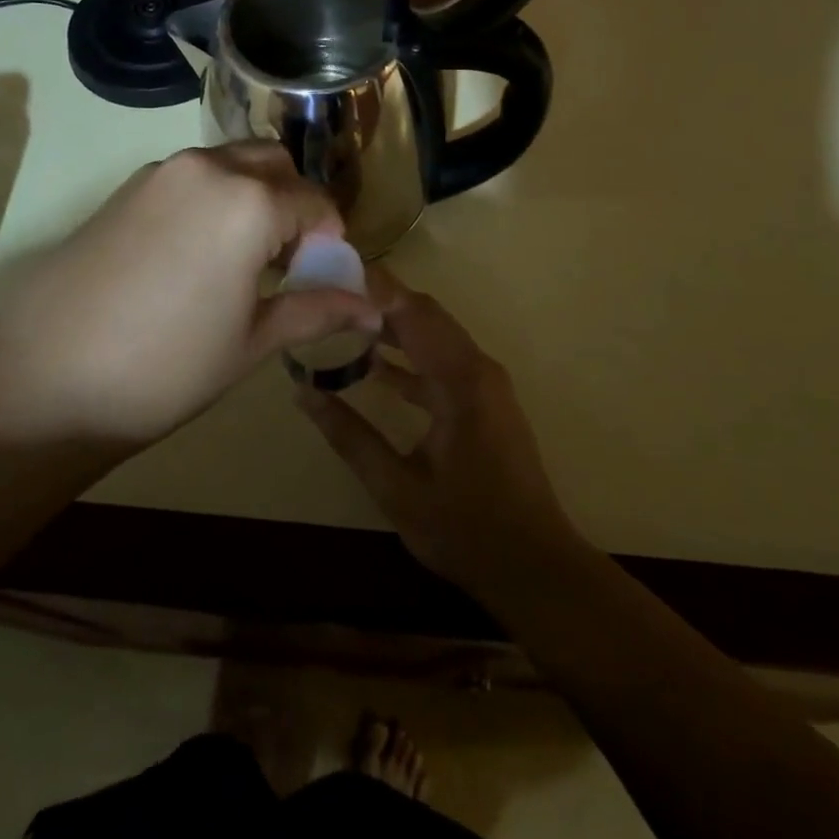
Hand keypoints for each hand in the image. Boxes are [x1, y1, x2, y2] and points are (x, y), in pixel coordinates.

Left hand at [0, 143, 377, 450]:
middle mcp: (207, 169)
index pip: (316, 202)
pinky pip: (191, 178)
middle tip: (285, 263)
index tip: (322, 277)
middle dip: (295, 204)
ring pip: (231, 164)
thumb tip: (373, 308)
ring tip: (240, 261)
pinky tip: (194, 256)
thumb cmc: (163, 370)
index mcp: (248, 201)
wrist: (39, 381)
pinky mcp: (125, 188)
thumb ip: (316, 311)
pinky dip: (213, 199)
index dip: (330, 240)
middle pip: (275, 165)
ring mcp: (160, 173)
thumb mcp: (251, 343)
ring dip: (253, 196)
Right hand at [295, 272, 582, 601]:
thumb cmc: (466, 529)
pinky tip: (375, 369)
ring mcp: (485, 384)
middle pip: (425, 314)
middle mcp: (477, 368)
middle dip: (380, 299)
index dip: (374, 287)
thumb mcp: (397, 487)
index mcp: (460, 379)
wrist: (535, 567)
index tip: (333, 270)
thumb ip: (350, 437)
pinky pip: (442, 363)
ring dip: (394, 327)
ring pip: (434, 336)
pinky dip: (410, 358)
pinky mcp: (484, 402)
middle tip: (330, 291)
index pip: (412, 312)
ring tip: (343, 321)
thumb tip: (303, 395)